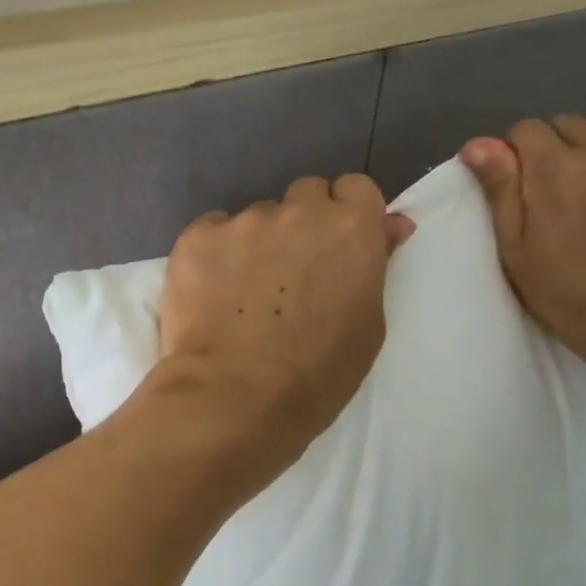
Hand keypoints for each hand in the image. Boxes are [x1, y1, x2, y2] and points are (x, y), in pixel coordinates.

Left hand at [146, 174, 412, 486]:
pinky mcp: (196, 238)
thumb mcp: (367, 325)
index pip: (354, 188)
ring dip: (255, 243)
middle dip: (302, 223)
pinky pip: (211, 233)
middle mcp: (299, 212)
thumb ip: (374, 266)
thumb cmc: (317, 375)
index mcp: (351, 228)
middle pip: (304, 195)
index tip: (335, 247)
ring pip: (255, 218)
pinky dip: (214, 255)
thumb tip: (388, 226)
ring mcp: (243, 222)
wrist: (236, 397)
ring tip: (242, 294)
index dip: (345, 214)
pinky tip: (210, 293)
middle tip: (289, 272)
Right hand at [459, 114, 585, 392]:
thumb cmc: (569, 294)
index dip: (511, 156)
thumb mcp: (516, 251)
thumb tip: (477, 143)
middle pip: (564, 123)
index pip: (525, 130)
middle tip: (546, 192)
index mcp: (555, 170)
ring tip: (584, 179)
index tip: (514, 189)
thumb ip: (500, 191)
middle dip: (548, 147)